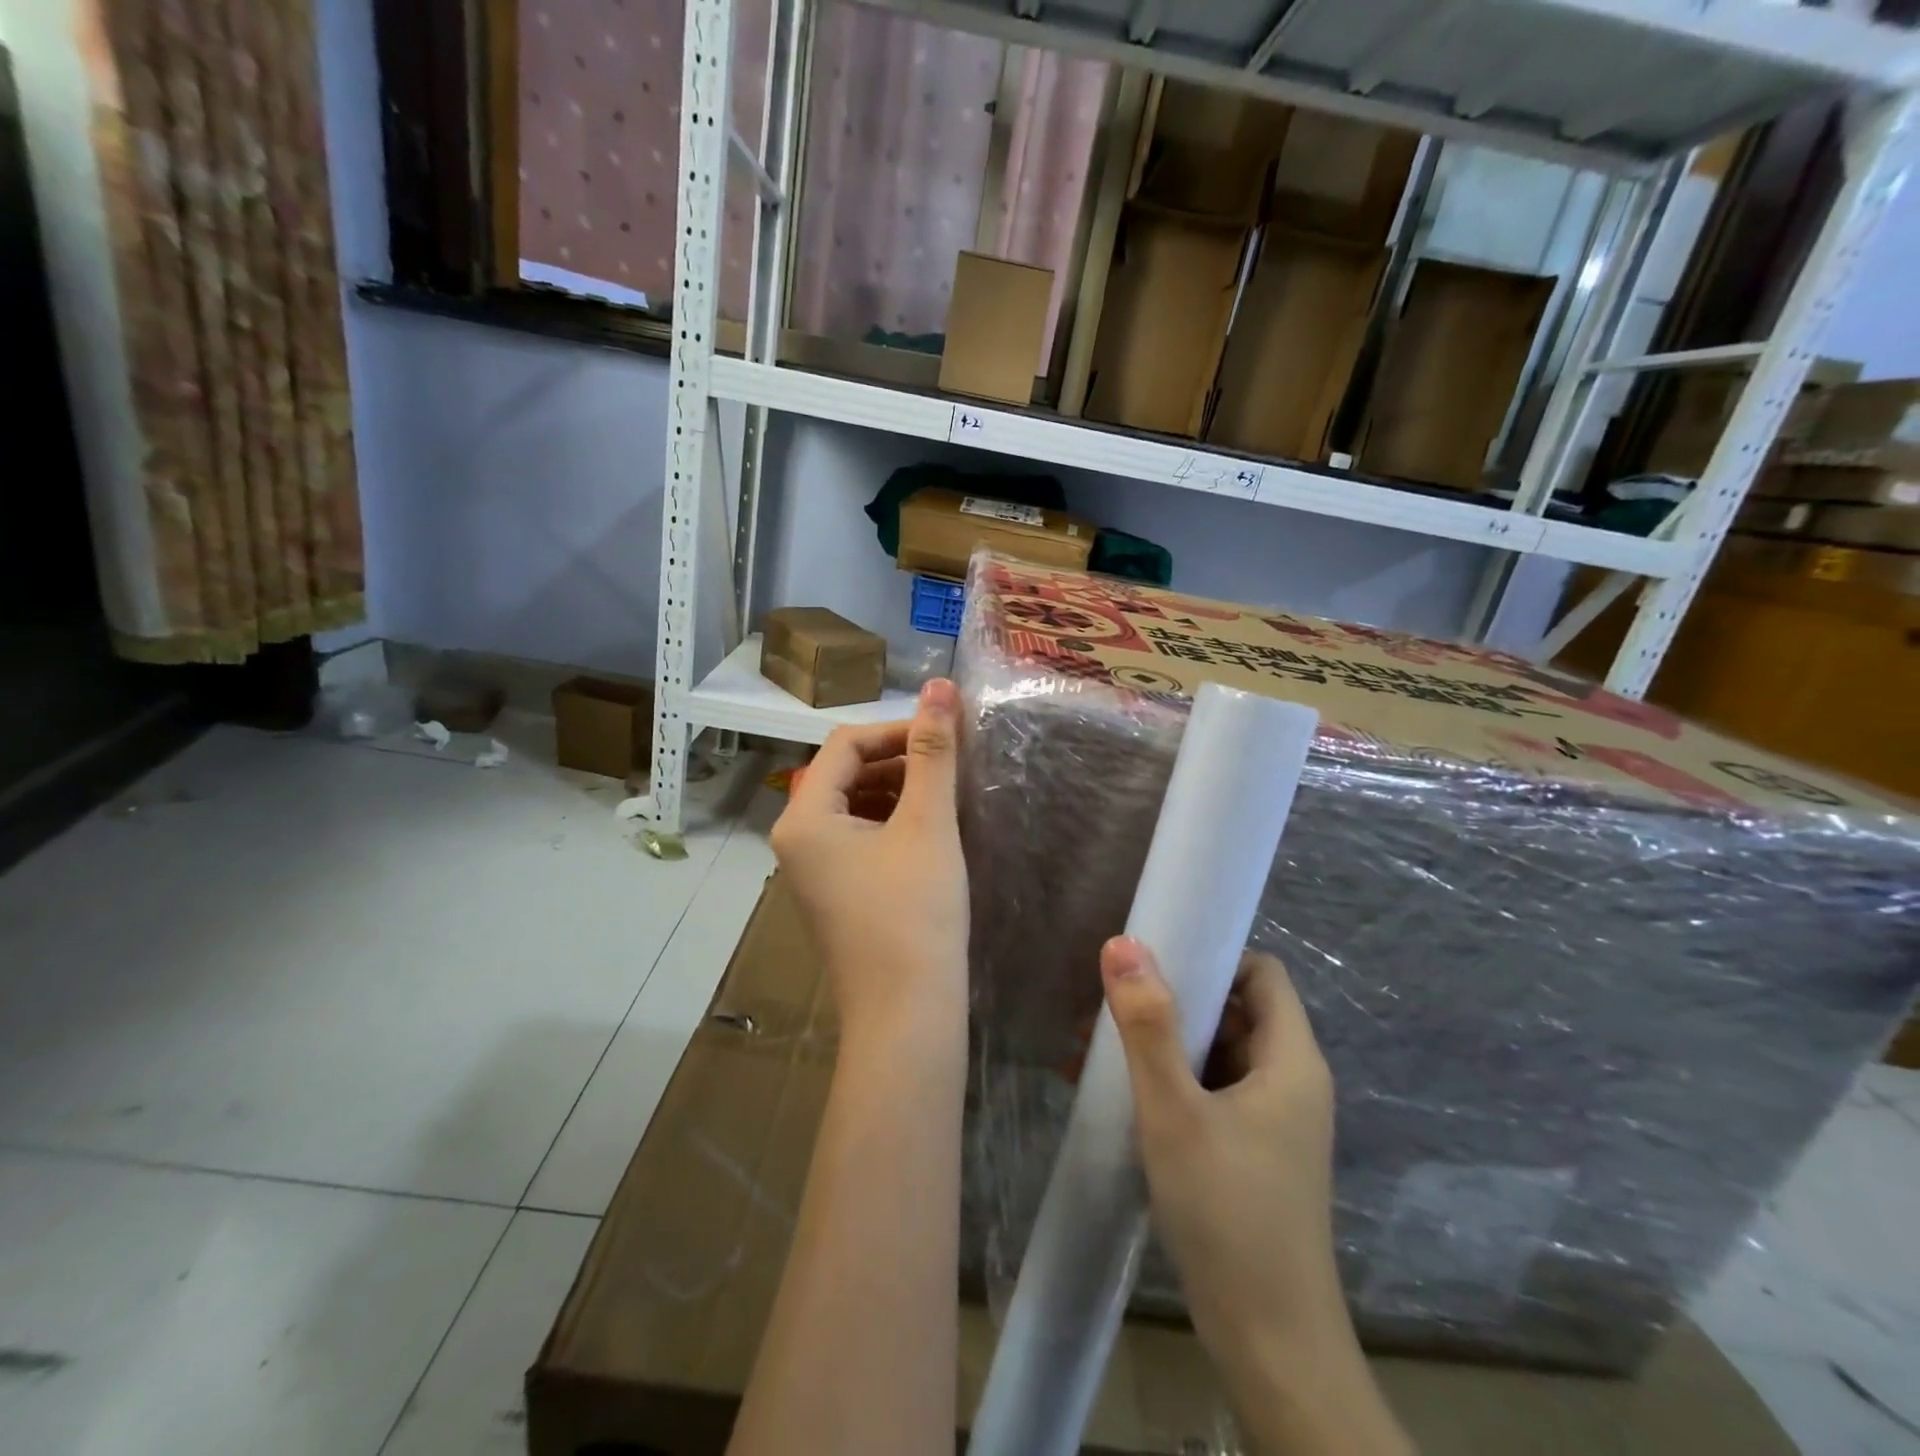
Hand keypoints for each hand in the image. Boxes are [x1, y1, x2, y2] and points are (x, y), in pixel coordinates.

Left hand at [771, 679, 968, 1048]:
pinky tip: (931, 830)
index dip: (898, 730)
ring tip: (947, 794)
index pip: (846, 744)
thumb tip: (940, 685)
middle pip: (846, 773)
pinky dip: (893, 822)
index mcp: (804, 818)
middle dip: (899, 760)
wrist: (907, 1016)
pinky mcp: (835, 892)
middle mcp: (796, 839)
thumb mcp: (927, 824)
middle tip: (952, 764)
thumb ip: (933, 751)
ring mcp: (812, 869)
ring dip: (899, 790)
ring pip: (855, 805)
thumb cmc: (915, 915)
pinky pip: (859, 837)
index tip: (948, 735)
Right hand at [1100, 939, 1339, 1351]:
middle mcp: (1288, 1081)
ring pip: (1214, 1053)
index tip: (1155, 960)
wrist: (1270, 1346)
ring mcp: (1270, 1121)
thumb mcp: (1174, 1110)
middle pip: (1233, 1011)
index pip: (1261, 973)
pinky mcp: (1250, 1152)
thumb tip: (1122, 943)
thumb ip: (1147, 1024)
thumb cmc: (1227, 1212)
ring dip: (1158, 1044)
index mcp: (1290, 1059)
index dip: (1213, 955)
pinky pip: (1207, 1093)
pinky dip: (1164, 1082)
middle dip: (1170, 1001)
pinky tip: (1107, 1092)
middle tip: (1107, 1005)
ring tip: (1090, 1048)